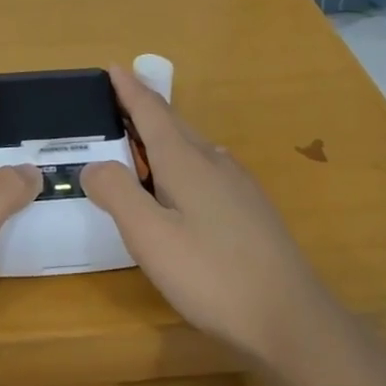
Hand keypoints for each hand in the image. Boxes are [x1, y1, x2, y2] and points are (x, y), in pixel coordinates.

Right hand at [81, 66, 332, 364]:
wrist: (290, 318)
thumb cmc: (211, 275)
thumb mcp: (150, 238)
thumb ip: (118, 195)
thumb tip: (95, 165)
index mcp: (186, 163)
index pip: (152, 113)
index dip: (130, 91)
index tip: (115, 67)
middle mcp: (215, 163)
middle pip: (175, 125)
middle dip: (146, 108)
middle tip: (120, 99)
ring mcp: (239, 186)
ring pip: (196, 147)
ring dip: (166, 135)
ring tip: (145, 140)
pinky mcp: (253, 210)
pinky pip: (210, 168)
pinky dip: (185, 161)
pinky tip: (186, 183)